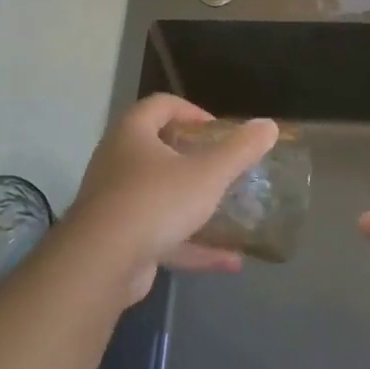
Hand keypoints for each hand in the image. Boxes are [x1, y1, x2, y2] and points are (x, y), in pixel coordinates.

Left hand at [66, 94, 279, 304]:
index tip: (219, 130)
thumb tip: (268, 125)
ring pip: (160, 196)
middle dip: (194, 158)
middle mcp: (118, 162)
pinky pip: (160, 234)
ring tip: (230, 212)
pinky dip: (192, 244)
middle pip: (158, 149)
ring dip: (195, 204)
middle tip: (224, 167)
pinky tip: (229, 260)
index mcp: (132, 133)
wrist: (101, 263)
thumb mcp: (207, 173)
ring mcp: (115, 203)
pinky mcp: (118, 240)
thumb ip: (239, 150)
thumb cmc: (155, 201)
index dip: (192, 111)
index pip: (161, 105)